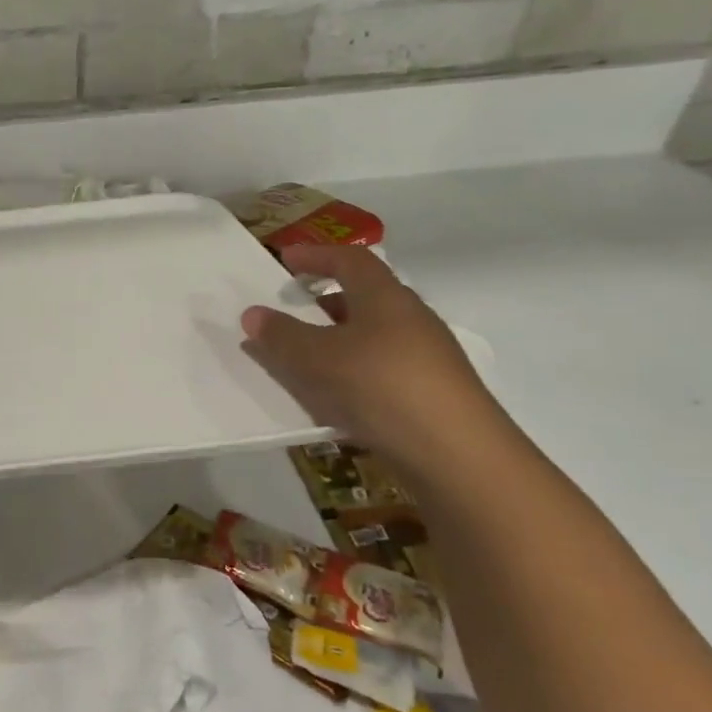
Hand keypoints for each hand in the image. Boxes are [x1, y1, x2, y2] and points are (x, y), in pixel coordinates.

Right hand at [242, 243, 508, 470]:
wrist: (458, 456)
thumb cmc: (381, 387)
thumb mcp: (317, 358)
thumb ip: (281, 335)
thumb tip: (253, 314)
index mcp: (386, 298)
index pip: (351, 260)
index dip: (317, 255)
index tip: (287, 259)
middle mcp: (411, 319)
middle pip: (365, 297)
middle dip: (326, 300)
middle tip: (292, 308)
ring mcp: (426, 358)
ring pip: (372, 335)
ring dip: (337, 339)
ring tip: (304, 357)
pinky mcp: (431, 393)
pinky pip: (380, 368)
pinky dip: (352, 371)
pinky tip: (334, 398)